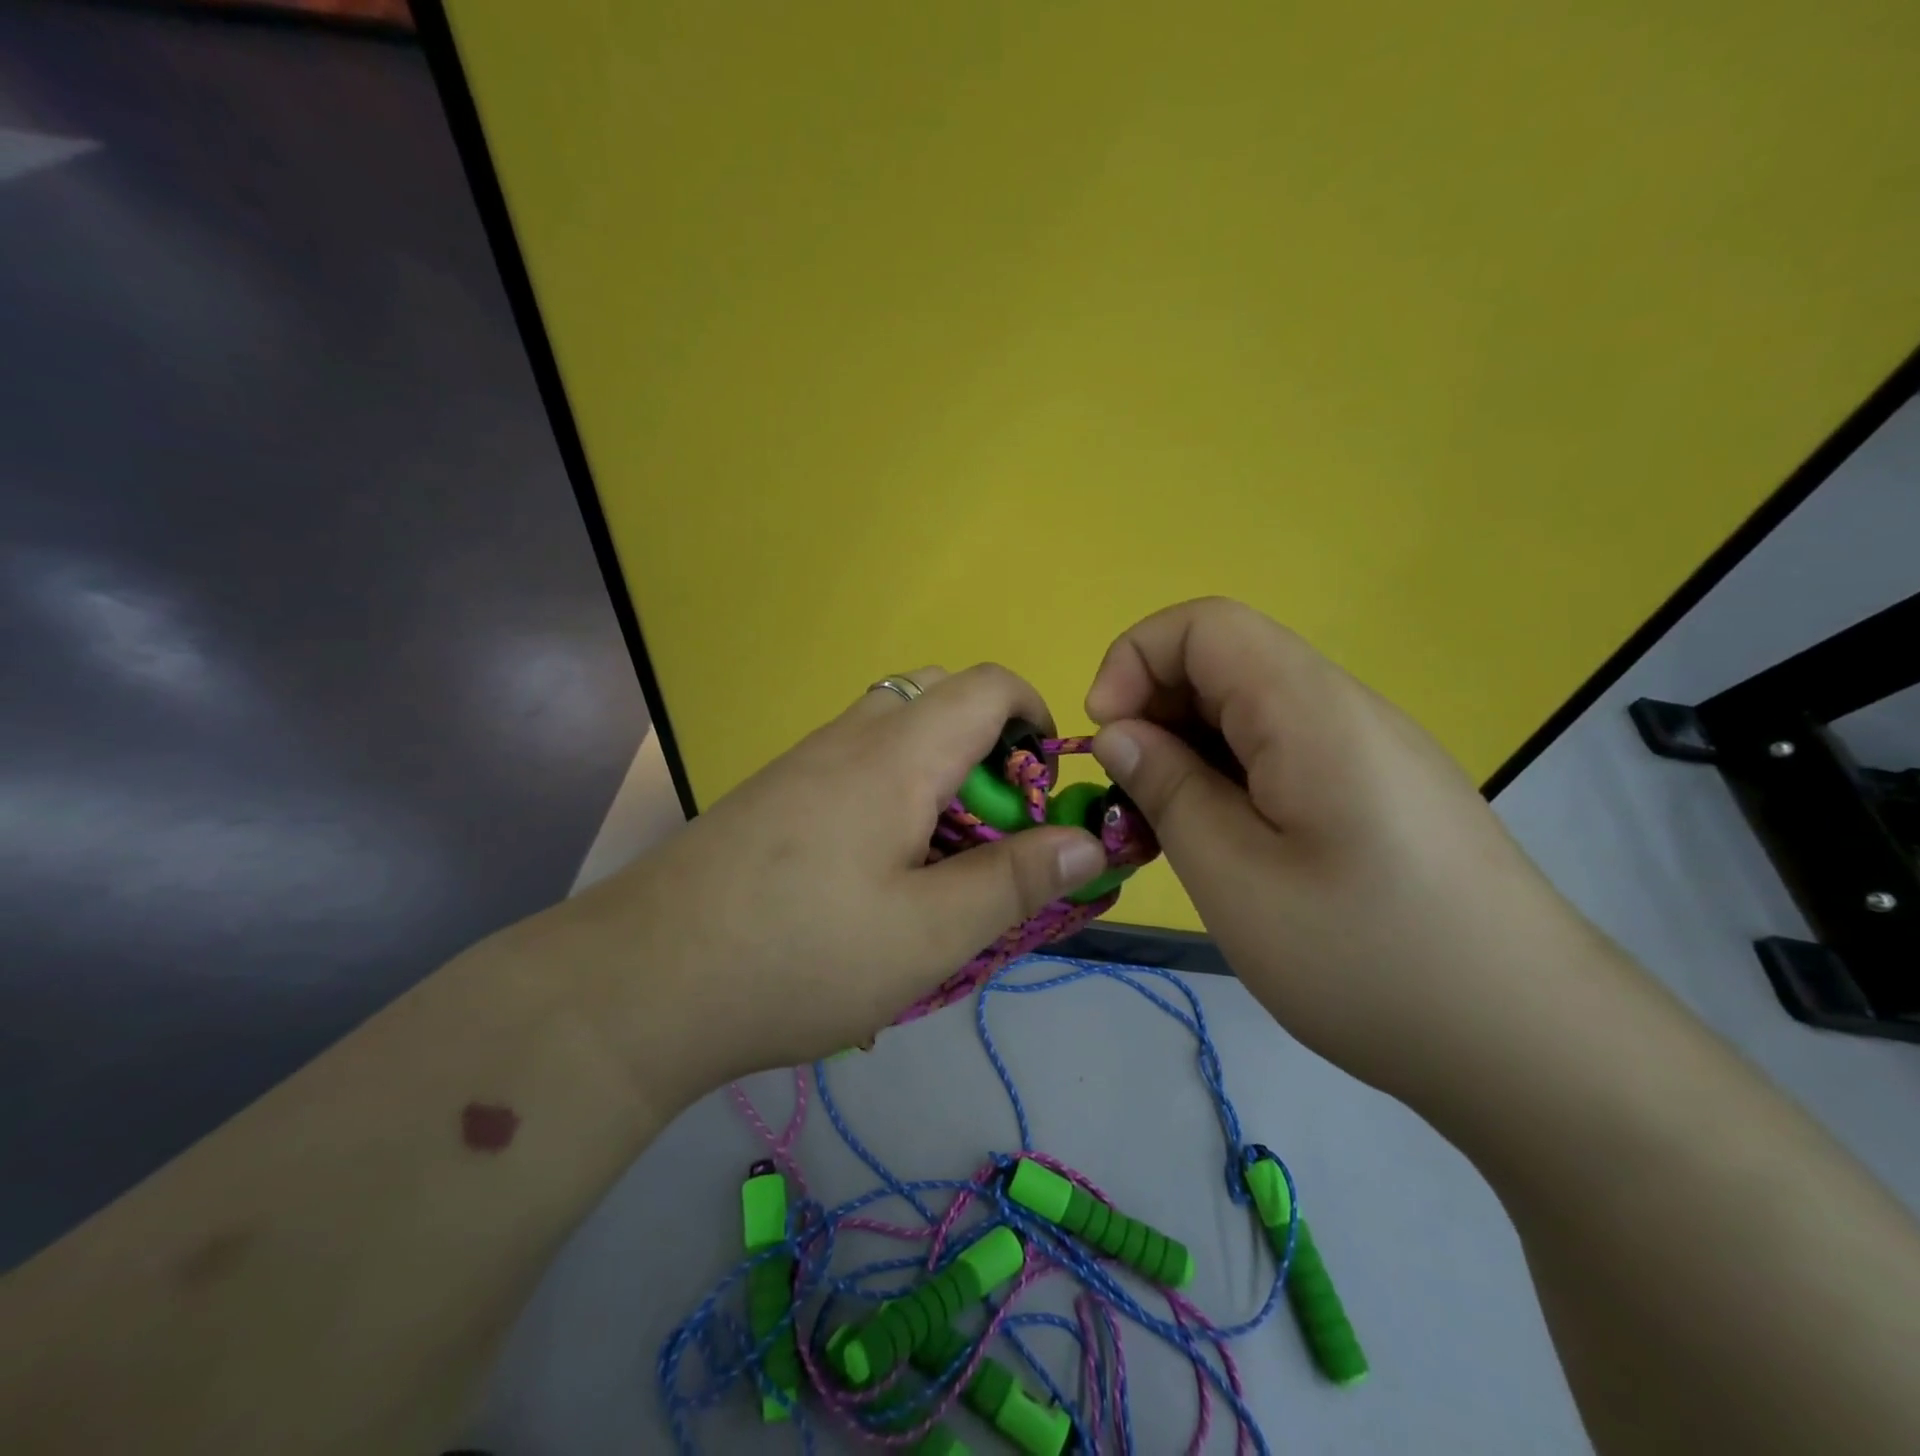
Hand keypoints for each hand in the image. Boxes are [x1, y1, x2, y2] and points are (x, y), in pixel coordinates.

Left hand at [562, 665, 1108, 1099]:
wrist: (640, 983)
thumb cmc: (801, 955)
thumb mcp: (929, 933)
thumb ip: (1015, 881)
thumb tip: (1089, 842)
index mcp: (897, 754)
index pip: (988, 684)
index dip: (1036, 718)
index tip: (1046, 790)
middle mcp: (849, 739)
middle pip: (939, 698)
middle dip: (988, 751)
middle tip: (990, 834)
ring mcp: (803, 764)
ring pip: (893, 733)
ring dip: (936, 778)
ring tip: (935, 864)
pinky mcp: (773, 797)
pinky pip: (853, 767)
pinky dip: (890, 797)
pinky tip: (871, 878)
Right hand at [1085, 598, 1603, 1104]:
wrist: (1537, 1047)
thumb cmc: (1370, 961)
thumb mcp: (1236, 878)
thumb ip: (1168, 790)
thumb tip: (1120, 734)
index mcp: (1310, 710)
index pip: (1204, 625)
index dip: (1135, 660)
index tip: (1106, 738)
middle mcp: (1344, 710)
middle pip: (1225, 663)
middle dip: (1154, 714)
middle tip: (1133, 802)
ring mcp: (1368, 751)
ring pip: (1250, 713)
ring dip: (1189, 754)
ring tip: (1171, 834)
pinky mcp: (1379, 791)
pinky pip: (1283, 754)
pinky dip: (1230, 781)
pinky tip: (1227, 849)